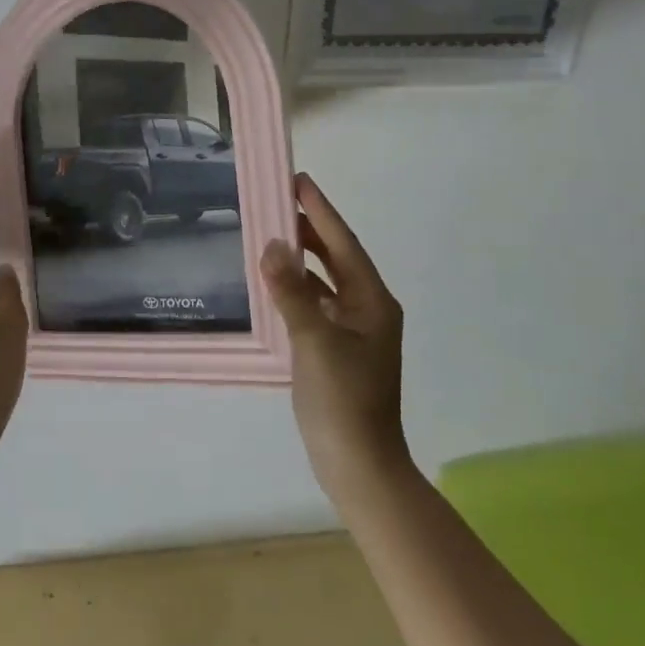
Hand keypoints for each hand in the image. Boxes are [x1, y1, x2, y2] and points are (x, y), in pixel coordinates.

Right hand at [261, 173, 409, 499]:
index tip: (299, 180)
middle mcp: (367, 309)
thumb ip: (292, 292)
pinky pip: (316, 304)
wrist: (358, 465)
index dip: (321, 211)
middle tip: (279, 201)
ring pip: (325, 281)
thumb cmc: (343, 401)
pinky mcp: (337, 349)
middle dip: (311, 229)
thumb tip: (272, 245)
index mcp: (372, 301)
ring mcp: (353, 331)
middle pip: (337, 258)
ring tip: (272, 233)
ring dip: (302, 258)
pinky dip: (296, 289)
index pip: (343, 244)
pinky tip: (274, 284)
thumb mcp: (314, 342)